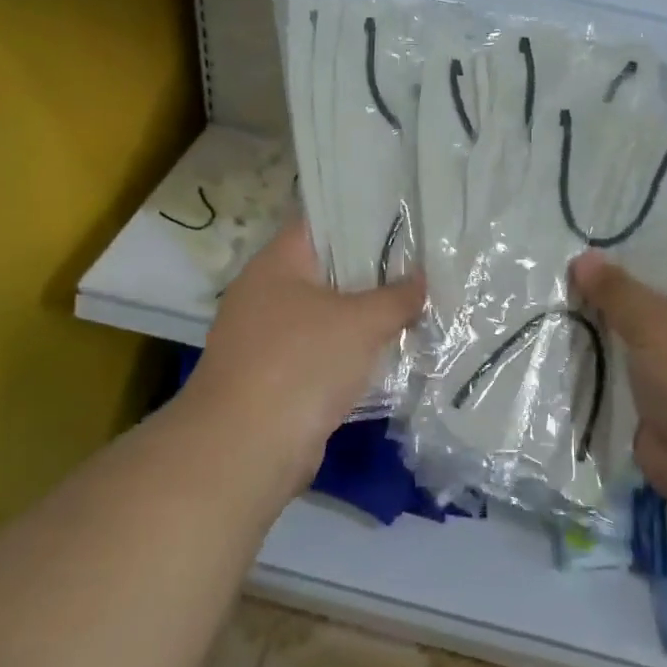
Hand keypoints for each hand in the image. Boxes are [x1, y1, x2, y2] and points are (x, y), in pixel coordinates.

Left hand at [186, 219, 424, 485]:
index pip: (320, 223)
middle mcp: (265, 294)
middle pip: (326, 270)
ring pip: (326, 314)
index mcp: (276, 264)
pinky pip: (321, 352)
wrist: (246, 449)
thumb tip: (421, 279)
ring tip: (413, 305)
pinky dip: (350, 352)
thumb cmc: (301, 363)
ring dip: (363, 316)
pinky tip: (388, 352)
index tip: (403, 218)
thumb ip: (396, 296)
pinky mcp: (275, 377)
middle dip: (372, 271)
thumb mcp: (362, 322)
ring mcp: (266, 338)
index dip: (361, 217)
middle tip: (420, 264)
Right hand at [572, 241, 666, 515]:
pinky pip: (621, 364)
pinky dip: (596, 356)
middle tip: (553, 263)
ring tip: (546, 297)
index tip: (584, 229)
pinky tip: (557, 340)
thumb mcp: (657, 325)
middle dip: (604, 281)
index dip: (631, 237)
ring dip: (596, 321)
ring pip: (629, 328)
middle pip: (646, 288)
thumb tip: (583, 257)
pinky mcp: (657, 392)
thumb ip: (617, 290)